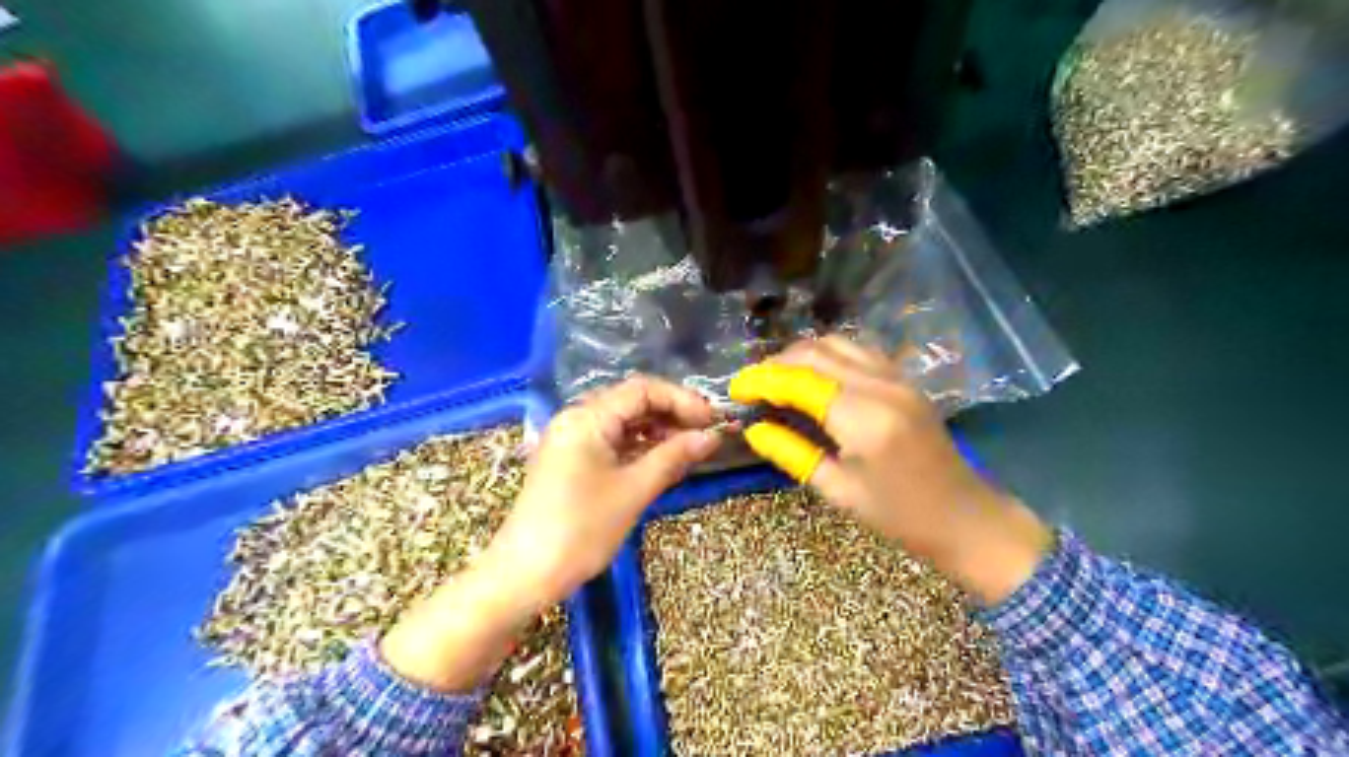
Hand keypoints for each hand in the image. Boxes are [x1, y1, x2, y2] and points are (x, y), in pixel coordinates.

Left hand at [377, 371, 720, 690]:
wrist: (525, 574)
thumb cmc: (581, 529)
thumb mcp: (633, 491)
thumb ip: (673, 457)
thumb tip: (711, 437)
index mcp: (587, 417)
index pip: (642, 390)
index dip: (681, 399)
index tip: (712, 419)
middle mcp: (576, 418)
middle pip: (631, 401)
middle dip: (671, 412)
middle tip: (705, 432)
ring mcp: (570, 439)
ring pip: (622, 421)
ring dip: (656, 429)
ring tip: (689, 446)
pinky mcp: (570, 460)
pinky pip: (610, 440)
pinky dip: (638, 446)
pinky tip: (661, 459)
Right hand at [733, 338, 1046, 602]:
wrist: (966, 518)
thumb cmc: (900, 516)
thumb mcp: (838, 491)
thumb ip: (792, 453)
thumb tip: (754, 429)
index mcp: (862, 418)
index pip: (798, 380)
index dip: (761, 380)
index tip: (734, 389)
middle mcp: (881, 385)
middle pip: (816, 352)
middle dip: (776, 363)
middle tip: (751, 385)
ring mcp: (898, 378)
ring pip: (838, 344)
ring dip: (802, 354)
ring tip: (777, 378)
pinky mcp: (906, 381)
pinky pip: (859, 352)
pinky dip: (829, 355)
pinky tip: (814, 376)